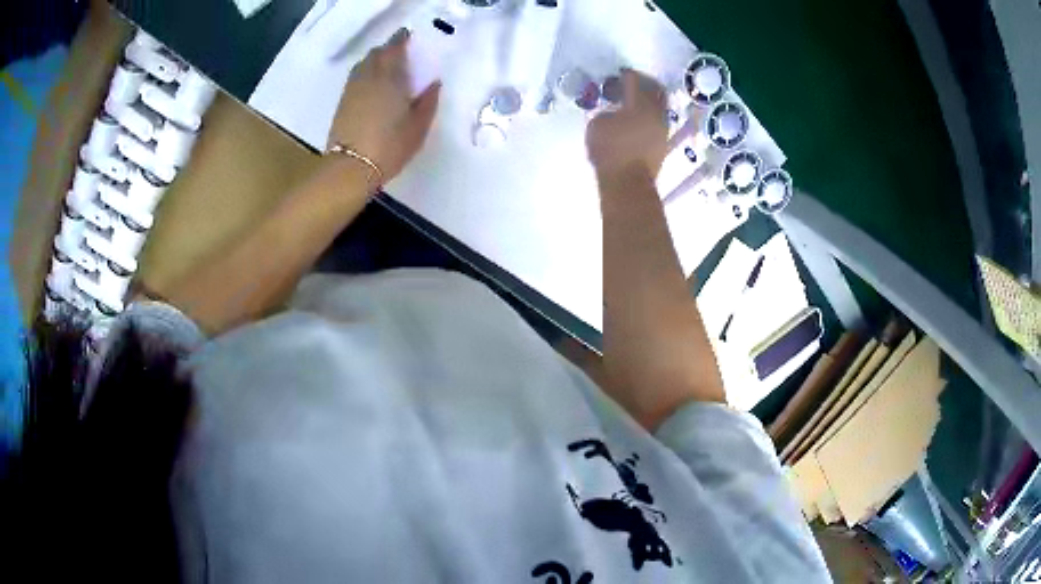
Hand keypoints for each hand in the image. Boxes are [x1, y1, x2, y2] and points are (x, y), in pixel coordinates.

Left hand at [327, 29, 441, 184]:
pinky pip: (356, 78)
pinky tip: (372, 84)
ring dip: (375, 61)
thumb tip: (433, 84)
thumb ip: (428, 101)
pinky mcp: (343, 103)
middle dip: (387, 50)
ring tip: (386, 68)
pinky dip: (365, 74)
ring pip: (363, 65)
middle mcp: (368, 78)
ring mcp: (352, 90)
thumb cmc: (390, 146)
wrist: (350, 168)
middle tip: (399, 53)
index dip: (400, 40)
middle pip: (375, 54)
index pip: (394, 49)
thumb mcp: (418, 126)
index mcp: (389, 78)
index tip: (407, 36)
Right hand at [586, 69, 667, 179]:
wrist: (627, 184)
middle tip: (627, 84)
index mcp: (642, 103)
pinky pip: (656, 122)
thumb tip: (615, 113)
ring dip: (645, 102)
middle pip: (655, 90)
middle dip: (642, 84)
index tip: (617, 74)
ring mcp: (662, 130)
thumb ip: (607, 111)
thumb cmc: (610, 150)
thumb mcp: (597, 124)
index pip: (636, 80)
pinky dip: (646, 117)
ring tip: (628, 104)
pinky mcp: (661, 145)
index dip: (626, 74)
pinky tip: (632, 122)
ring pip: (658, 107)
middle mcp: (657, 113)